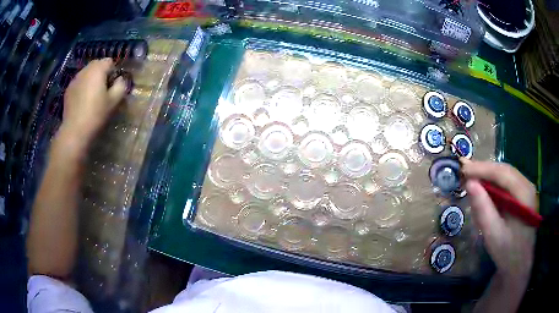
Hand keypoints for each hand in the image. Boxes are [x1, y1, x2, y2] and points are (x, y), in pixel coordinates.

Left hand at [60, 58, 125, 143]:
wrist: (75, 131)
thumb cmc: (96, 114)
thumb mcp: (114, 101)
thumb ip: (121, 86)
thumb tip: (119, 80)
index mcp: (98, 69)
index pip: (109, 61)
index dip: (113, 72)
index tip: (112, 86)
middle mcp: (85, 70)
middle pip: (97, 65)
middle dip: (101, 74)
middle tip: (103, 90)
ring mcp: (75, 79)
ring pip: (87, 73)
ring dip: (91, 80)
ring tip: (92, 96)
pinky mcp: (68, 90)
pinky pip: (79, 83)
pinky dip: (82, 87)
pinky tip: (82, 102)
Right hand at [461, 159, 535, 283]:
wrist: (519, 266)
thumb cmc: (507, 253)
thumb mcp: (493, 234)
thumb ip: (483, 209)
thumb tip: (469, 183)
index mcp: (524, 194)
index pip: (503, 173)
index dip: (482, 168)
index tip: (463, 169)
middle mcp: (527, 186)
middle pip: (505, 171)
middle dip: (485, 170)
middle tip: (464, 173)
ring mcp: (526, 190)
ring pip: (506, 176)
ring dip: (489, 176)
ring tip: (472, 179)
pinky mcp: (523, 196)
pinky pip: (507, 184)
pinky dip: (494, 185)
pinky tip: (485, 190)